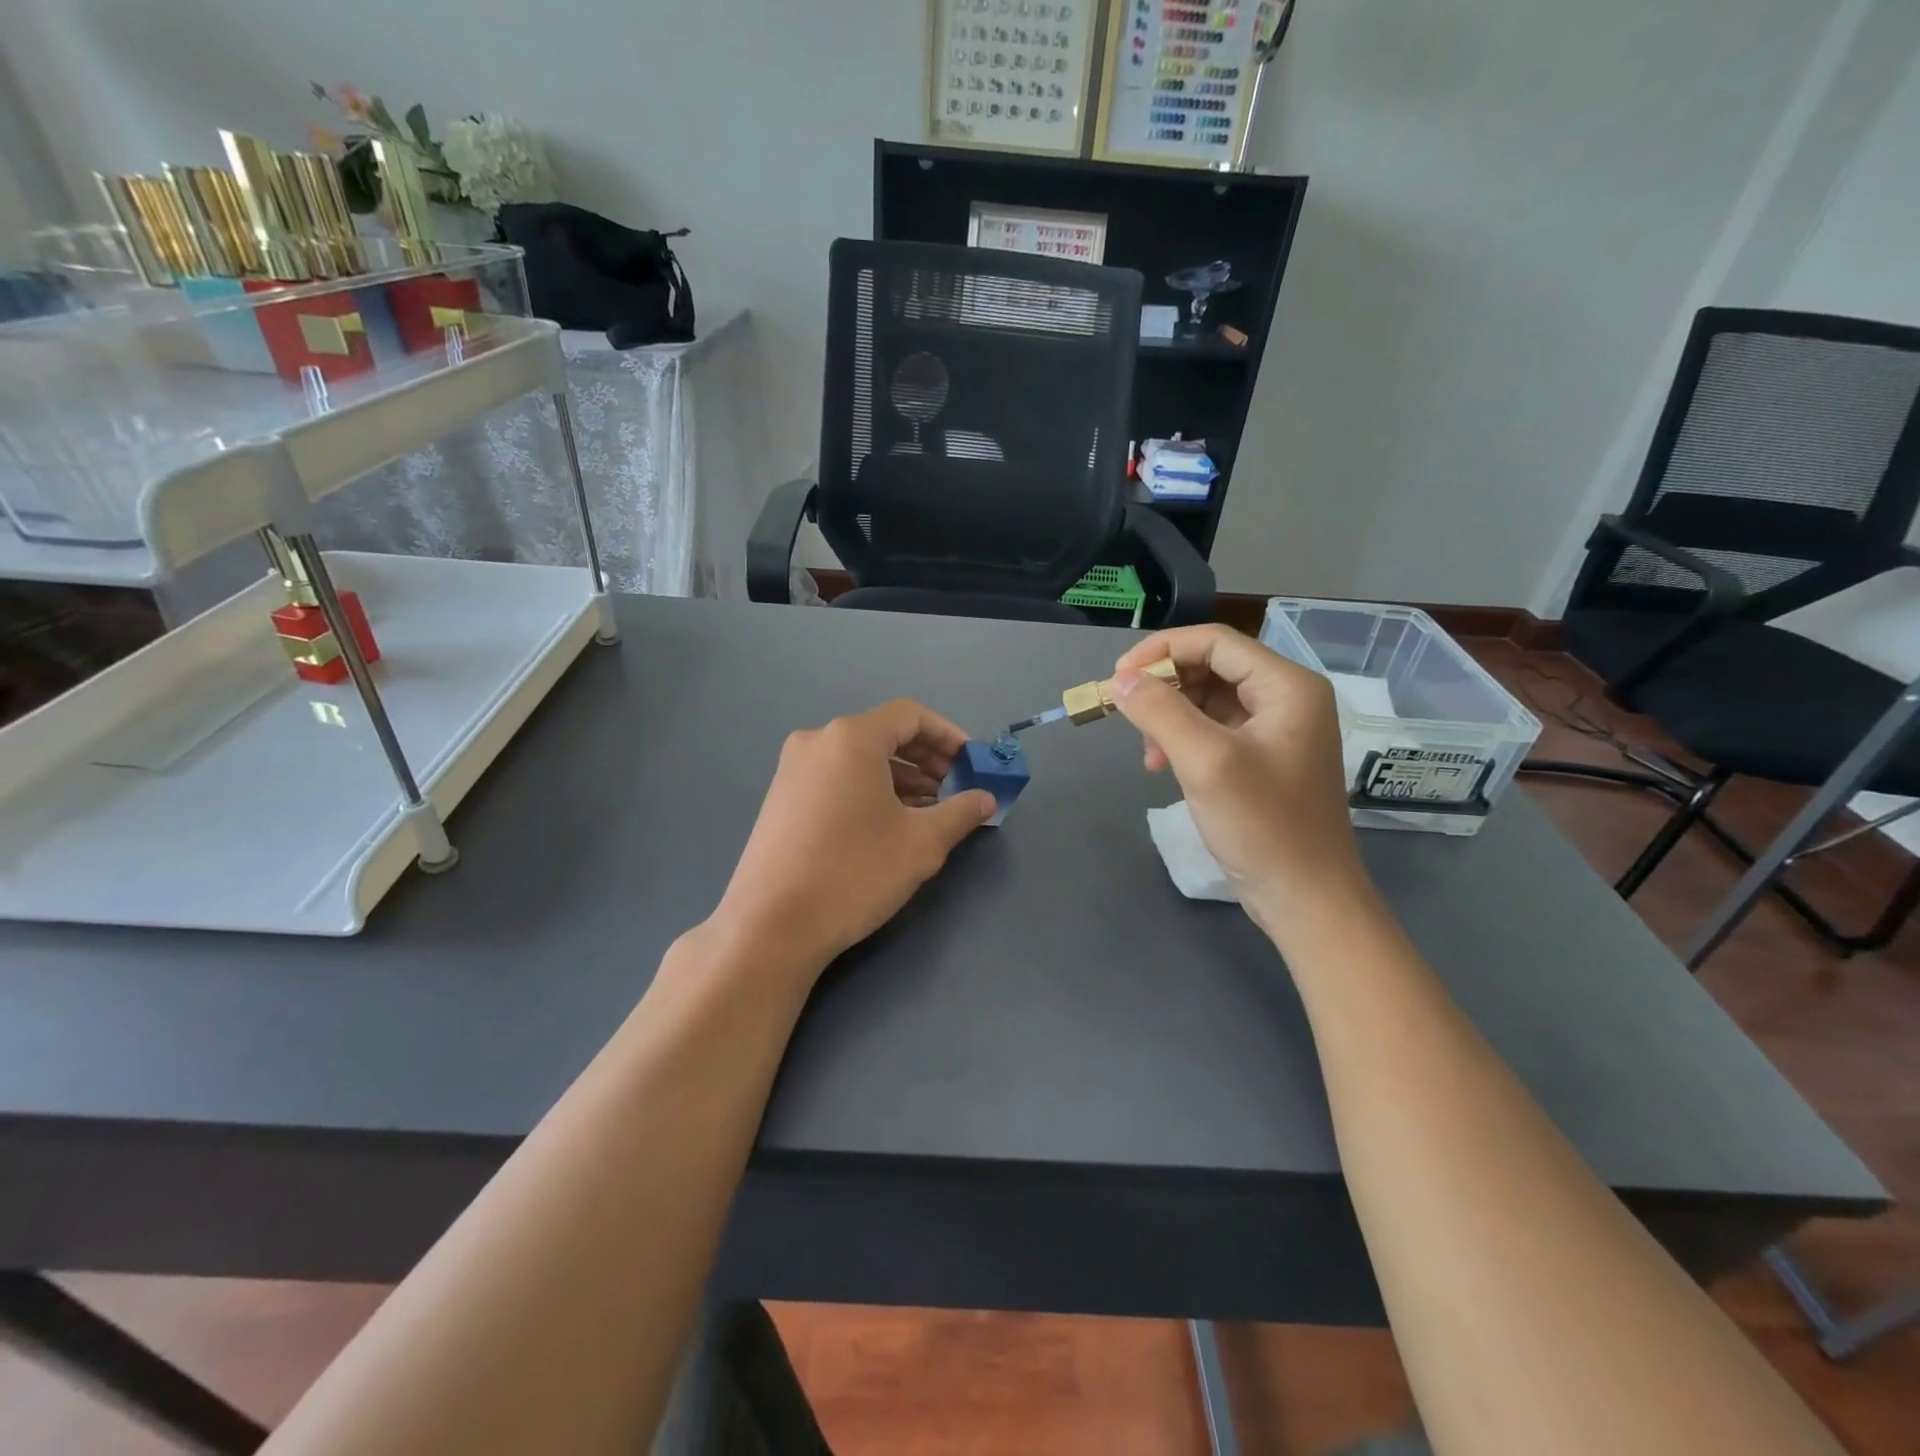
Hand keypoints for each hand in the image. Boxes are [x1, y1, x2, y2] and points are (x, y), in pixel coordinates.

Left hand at [712, 699, 997, 975]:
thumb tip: (986, 798)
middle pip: (883, 734)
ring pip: (858, 759)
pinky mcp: (780, 798)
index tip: (971, 763)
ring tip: (927, 812)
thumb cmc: (854, 873)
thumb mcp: (921, 843)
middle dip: (926, 758)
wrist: (771, 926)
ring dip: (899, 777)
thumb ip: (961, 812)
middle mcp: (817, 742)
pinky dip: (868, 789)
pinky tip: (887, 824)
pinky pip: (836, 777)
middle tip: (954, 789)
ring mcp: (792, 769)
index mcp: (851, 738)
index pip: (910, 715)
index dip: (948, 735)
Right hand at [1109, 625, 1369, 928]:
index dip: (1162, 651)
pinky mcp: (1263, 758)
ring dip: (1170, 716)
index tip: (1118, 678)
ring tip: (1149, 754)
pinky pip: (1214, 729)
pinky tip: (1164, 765)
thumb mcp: (1205, 762)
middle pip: (1212, 666)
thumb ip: (1160, 712)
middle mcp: (1287, 698)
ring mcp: (1276, 730)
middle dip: (1165, 687)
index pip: (1215, 641)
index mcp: (1287, 686)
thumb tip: (1121, 680)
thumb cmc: (1263, 826)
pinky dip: (1183, 739)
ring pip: (1208, 699)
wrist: (1306, 898)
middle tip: (1129, 715)